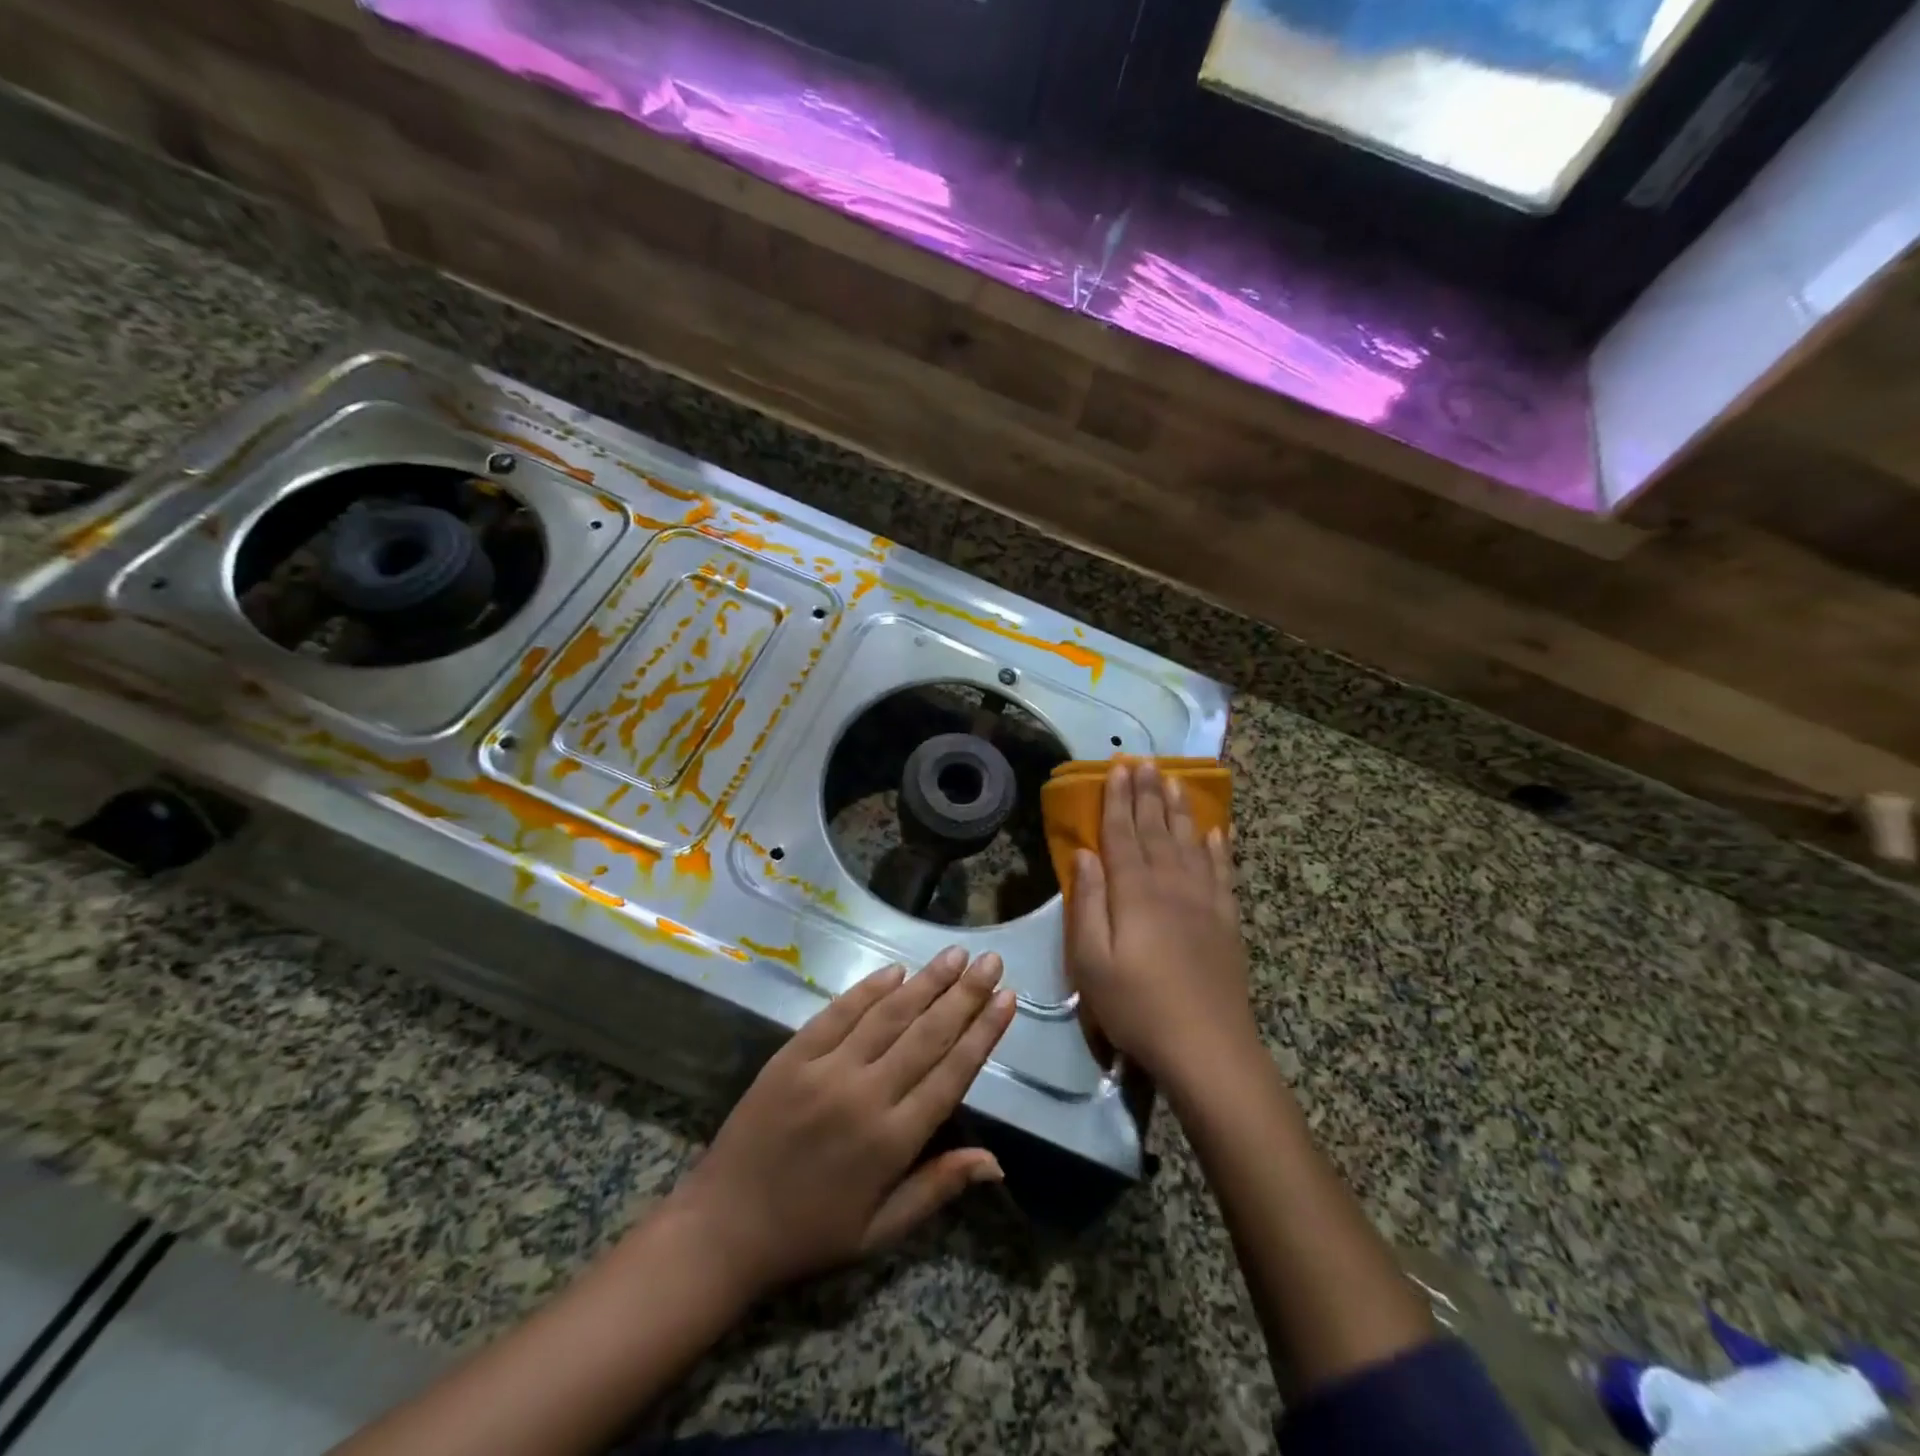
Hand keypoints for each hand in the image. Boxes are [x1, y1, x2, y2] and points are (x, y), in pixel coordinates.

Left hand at [663, 947, 1015, 1298]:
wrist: (723, 1228)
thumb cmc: (810, 1234)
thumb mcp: (880, 1230)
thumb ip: (938, 1187)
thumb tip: (998, 1162)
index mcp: (892, 1141)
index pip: (952, 1073)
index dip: (983, 1033)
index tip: (1008, 998)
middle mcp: (865, 1095)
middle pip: (927, 1034)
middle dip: (965, 994)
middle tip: (992, 960)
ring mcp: (826, 1070)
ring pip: (888, 1015)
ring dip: (926, 982)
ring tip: (956, 955)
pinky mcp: (793, 1055)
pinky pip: (839, 1013)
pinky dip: (869, 989)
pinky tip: (896, 970)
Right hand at [1068, 760, 1257, 1087]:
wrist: (1208, 1048)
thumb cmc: (1137, 1007)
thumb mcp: (1091, 961)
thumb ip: (1087, 904)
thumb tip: (1084, 854)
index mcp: (1134, 893)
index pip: (1122, 834)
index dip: (1118, 800)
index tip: (1118, 768)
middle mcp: (1171, 885)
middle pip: (1157, 829)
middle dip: (1147, 793)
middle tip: (1144, 760)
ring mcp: (1204, 901)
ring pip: (1190, 842)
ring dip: (1180, 809)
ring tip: (1174, 780)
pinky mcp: (1227, 921)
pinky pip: (1223, 873)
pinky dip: (1219, 848)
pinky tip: (1217, 832)